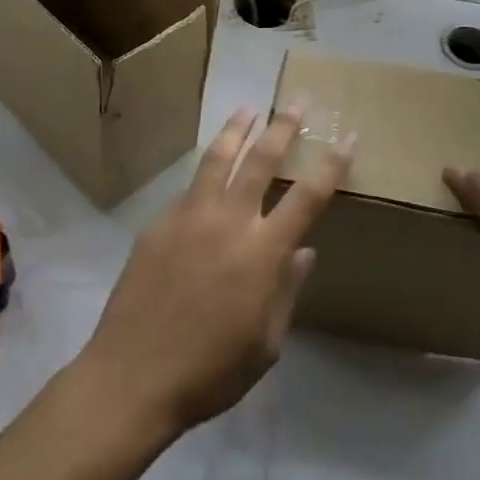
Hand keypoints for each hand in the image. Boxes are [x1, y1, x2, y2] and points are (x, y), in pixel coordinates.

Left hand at [77, 107, 350, 442]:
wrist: (132, 376)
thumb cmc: (210, 371)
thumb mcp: (266, 344)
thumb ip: (286, 290)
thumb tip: (303, 250)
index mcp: (262, 252)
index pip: (308, 197)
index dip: (331, 165)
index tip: (347, 138)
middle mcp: (229, 221)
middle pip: (261, 160)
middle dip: (282, 128)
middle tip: (295, 103)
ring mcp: (190, 216)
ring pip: (218, 158)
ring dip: (237, 130)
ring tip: (248, 109)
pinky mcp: (159, 222)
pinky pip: (189, 188)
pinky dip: (206, 172)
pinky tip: (209, 171)